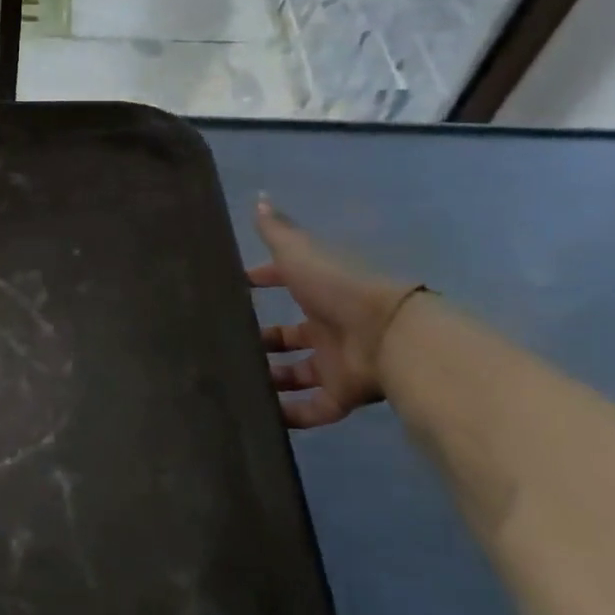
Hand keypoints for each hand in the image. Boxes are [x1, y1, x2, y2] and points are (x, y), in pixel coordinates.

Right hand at [247, 197, 423, 429]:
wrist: (388, 334)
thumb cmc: (338, 288)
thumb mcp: (300, 253)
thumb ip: (278, 231)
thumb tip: (259, 197)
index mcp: (319, 292)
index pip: (286, 283)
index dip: (262, 281)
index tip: (235, 287)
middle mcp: (328, 327)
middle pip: (290, 336)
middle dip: (263, 340)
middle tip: (226, 345)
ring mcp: (336, 362)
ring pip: (298, 373)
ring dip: (272, 379)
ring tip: (236, 382)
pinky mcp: (343, 394)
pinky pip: (314, 409)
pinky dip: (291, 415)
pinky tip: (261, 416)